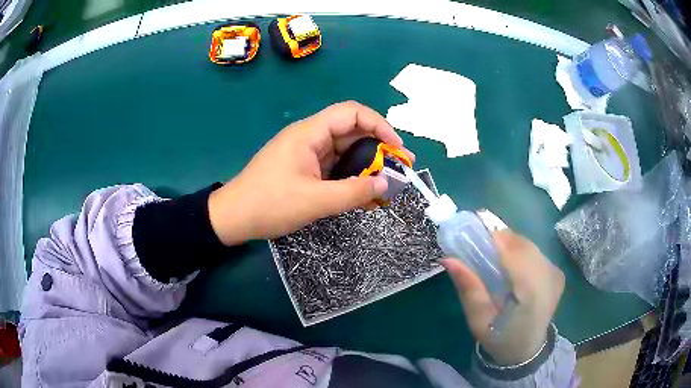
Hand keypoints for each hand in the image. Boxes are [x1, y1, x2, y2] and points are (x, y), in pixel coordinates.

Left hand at [208, 101, 413, 245]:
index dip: (379, 125)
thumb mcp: (315, 201)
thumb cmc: (269, 204)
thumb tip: (386, 184)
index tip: (397, 148)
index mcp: (309, 133)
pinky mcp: (304, 170)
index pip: (351, 113)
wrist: (233, 218)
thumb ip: (353, 192)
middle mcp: (310, 138)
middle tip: (400, 168)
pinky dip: (351, 178)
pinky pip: (334, 168)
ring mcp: (306, 154)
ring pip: (344, 152)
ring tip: (388, 185)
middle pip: (351, 132)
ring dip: (367, 166)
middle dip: (378, 148)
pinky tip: (366, 195)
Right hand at [441, 230, 564, 364]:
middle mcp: (550, 278)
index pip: (516, 255)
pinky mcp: (557, 272)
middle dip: (500, 239)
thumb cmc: (499, 338)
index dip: (496, 239)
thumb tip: (448, 259)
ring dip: (509, 244)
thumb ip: (469, 289)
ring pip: (529, 245)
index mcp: (533, 294)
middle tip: (477, 243)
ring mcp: (556, 273)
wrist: (526, 350)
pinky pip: (535, 251)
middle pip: (523, 245)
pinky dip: (519, 251)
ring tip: (491, 253)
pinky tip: (509, 264)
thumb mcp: (478, 320)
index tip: (473, 232)